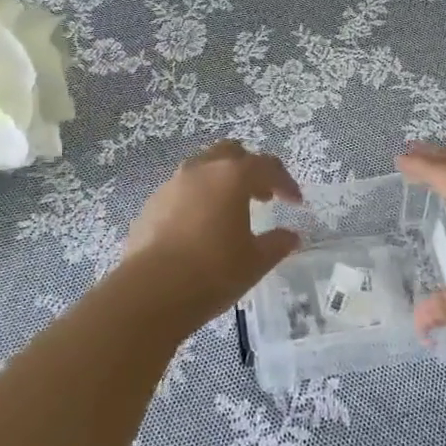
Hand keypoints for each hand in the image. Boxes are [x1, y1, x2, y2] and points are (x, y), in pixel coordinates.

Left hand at [123, 140, 303, 327]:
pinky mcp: (151, 204)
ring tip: (230, 211)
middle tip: (262, 196)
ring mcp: (172, 184)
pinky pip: (182, 191)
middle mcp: (201, 169)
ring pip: (203, 168)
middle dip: (250, 169)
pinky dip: (197, 199)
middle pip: (231, 153)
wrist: (150, 292)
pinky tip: (199, 228)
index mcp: (232, 176)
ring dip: (221, 182)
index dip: (284, 182)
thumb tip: (291, 236)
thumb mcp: (255, 262)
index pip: (266, 166)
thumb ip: (277, 244)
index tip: (295, 201)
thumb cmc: (212, 272)